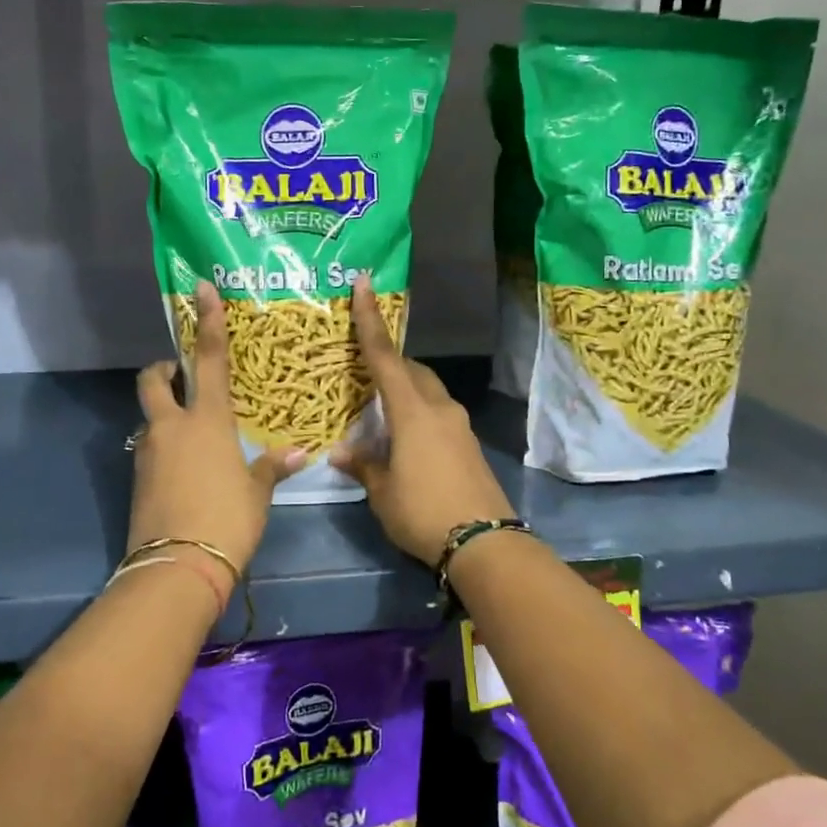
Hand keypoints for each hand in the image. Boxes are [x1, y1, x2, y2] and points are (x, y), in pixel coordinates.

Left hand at [128, 283, 304, 573]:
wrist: (176, 569)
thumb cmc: (227, 520)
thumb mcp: (257, 493)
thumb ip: (272, 467)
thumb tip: (299, 453)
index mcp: (207, 420)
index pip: (207, 359)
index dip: (207, 321)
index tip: (202, 289)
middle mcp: (171, 427)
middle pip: (154, 380)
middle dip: (163, 369)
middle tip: (180, 374)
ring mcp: (148, 453)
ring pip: (151, 417)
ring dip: (166, 413)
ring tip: (194, 434)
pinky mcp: (138, 479)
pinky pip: (150, 449)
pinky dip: (165, 447)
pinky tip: (186, 468)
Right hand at [331, 275, 513, 567]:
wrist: (485, 542)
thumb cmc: (424, 512)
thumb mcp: (383, 492)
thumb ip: (364, 465)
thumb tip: (341, 451)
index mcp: (412, 411)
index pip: (384, 356)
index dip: (370, 319)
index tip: (365, 284)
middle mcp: (439, 408)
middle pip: (412, 370)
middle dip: (390, 364)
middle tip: (365, 373)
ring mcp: (459, 425)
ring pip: (428, 392)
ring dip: (405, 391)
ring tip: (381, 413)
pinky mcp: (469, 445)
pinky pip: (438, 414)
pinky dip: (419, 414)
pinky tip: (405, 441)